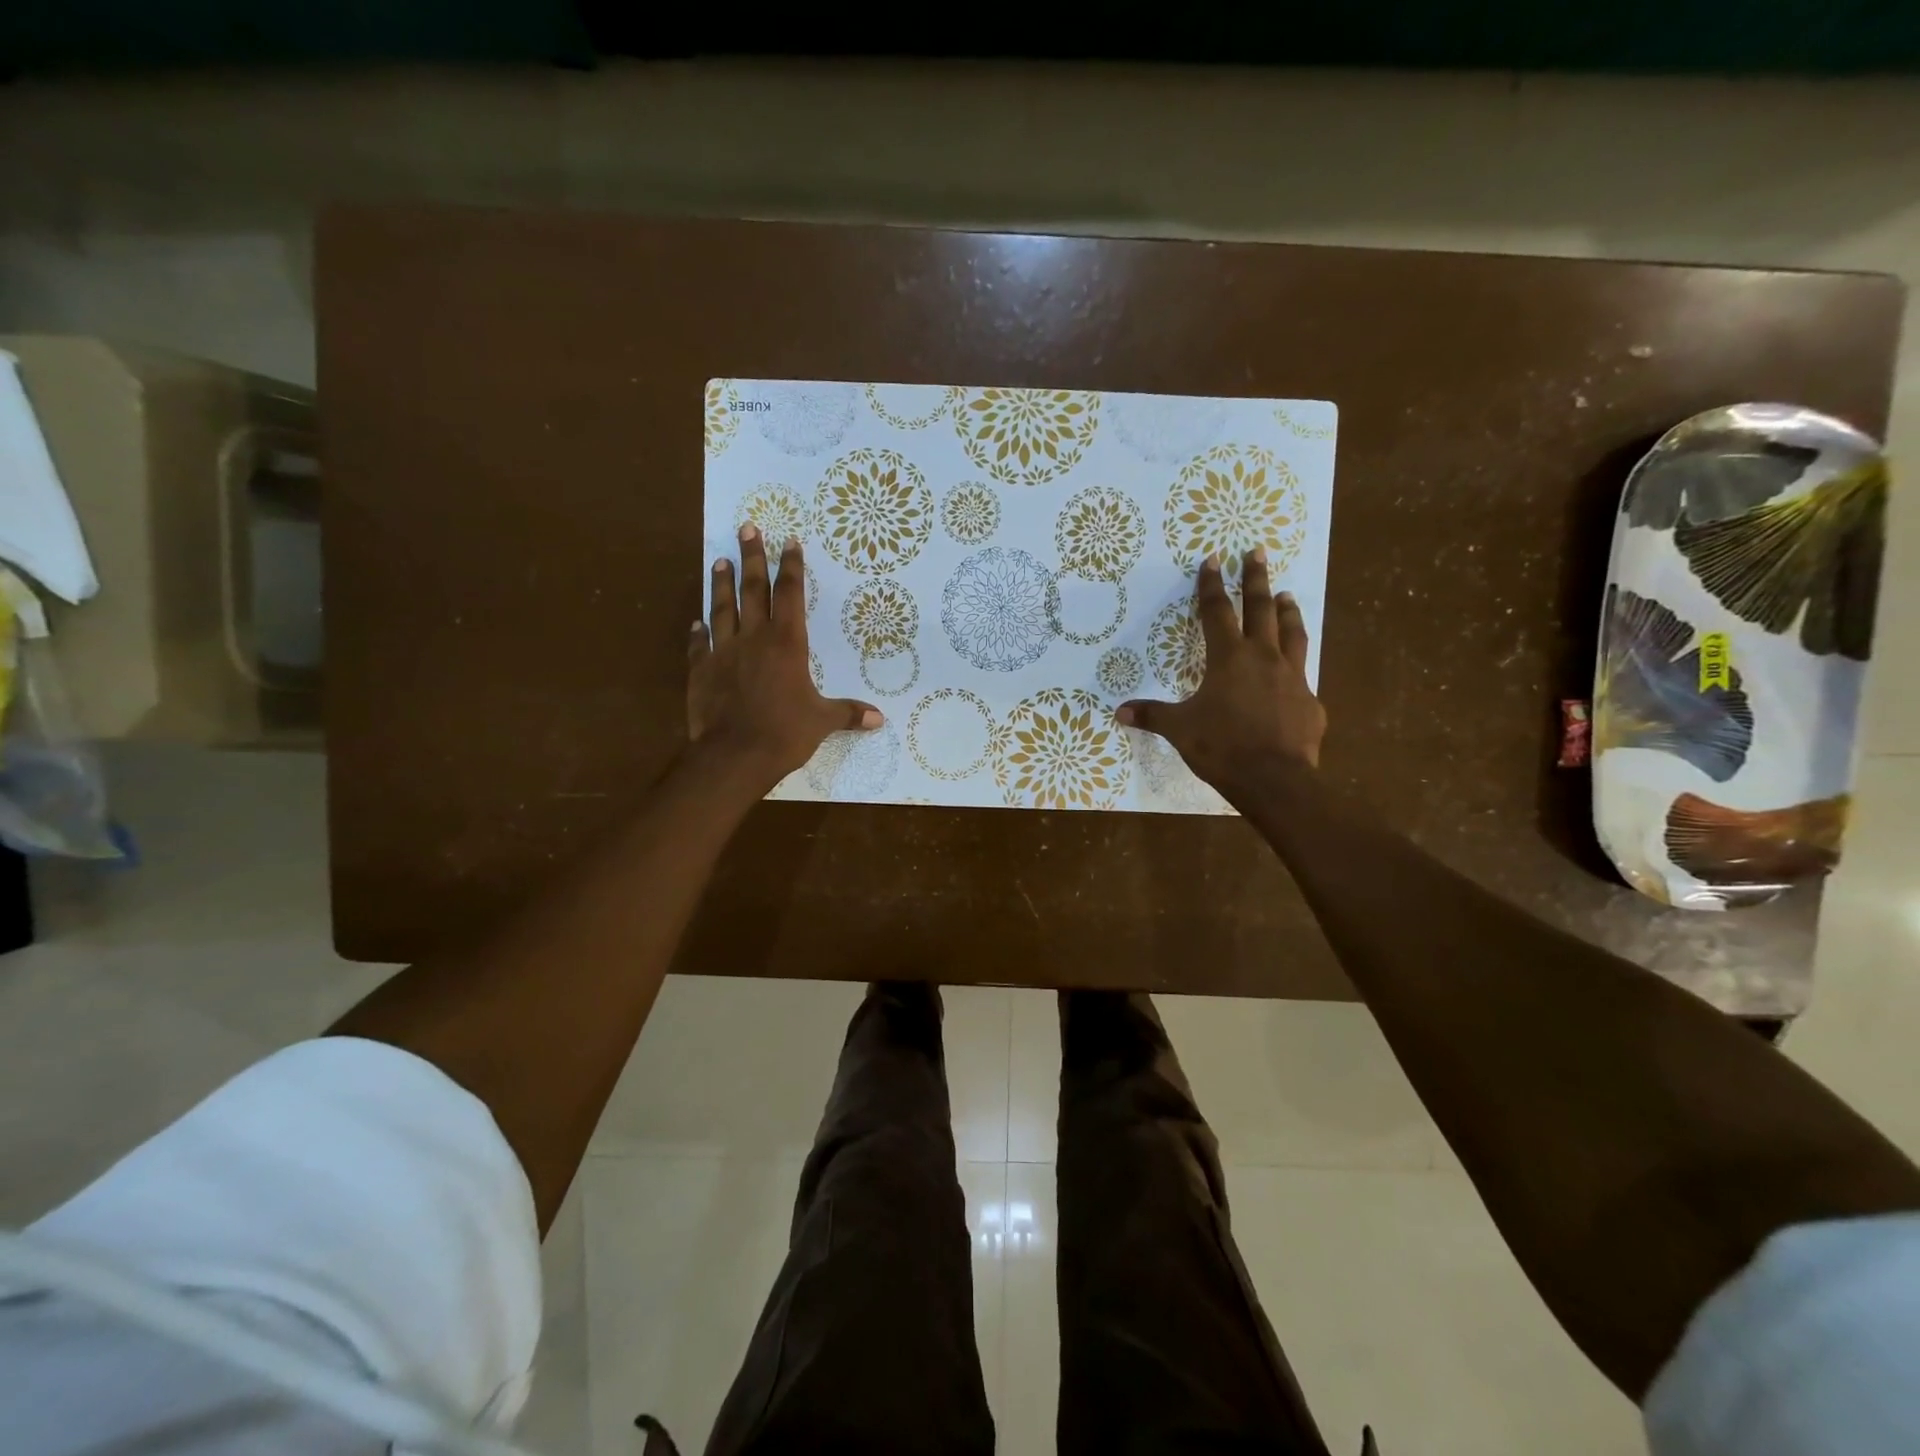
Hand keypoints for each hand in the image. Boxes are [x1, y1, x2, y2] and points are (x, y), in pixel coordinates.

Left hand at [688, 526, 881, 790]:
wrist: (734, 755)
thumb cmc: (785, 732)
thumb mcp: (822, 721)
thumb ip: (848, 713)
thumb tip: (879, 718)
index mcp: (787, 643)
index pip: (790, 595)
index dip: (791, 567)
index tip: (789, 542)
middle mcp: (754, 638)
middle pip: (753, 589)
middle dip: (752, 557)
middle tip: (746, 527)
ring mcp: (723, 652)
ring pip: (722, 608)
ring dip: (721, 583)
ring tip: (720, 560)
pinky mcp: (701, 671)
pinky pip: (698, 645)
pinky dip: (698, 633)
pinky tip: (696, 622)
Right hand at [1116, 550, 1325, 792]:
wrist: (1274, 779)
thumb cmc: (1222, 746)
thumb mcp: (1180, 730)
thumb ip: (1153, 715)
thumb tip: (1120, 712)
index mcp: (1229, 658)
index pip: (1217, 612)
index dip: (1211, 586)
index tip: (1213, 560)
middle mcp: (1263, 658)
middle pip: (1261, 609)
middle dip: (1256, 579)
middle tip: (1258, 552)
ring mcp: (1292, 677)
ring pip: (1292, 632)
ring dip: (1288, 610)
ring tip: (1287, 594)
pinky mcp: (1310, 701)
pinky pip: (1303, 675)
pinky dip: (1297, 665)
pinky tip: (1294, 671)